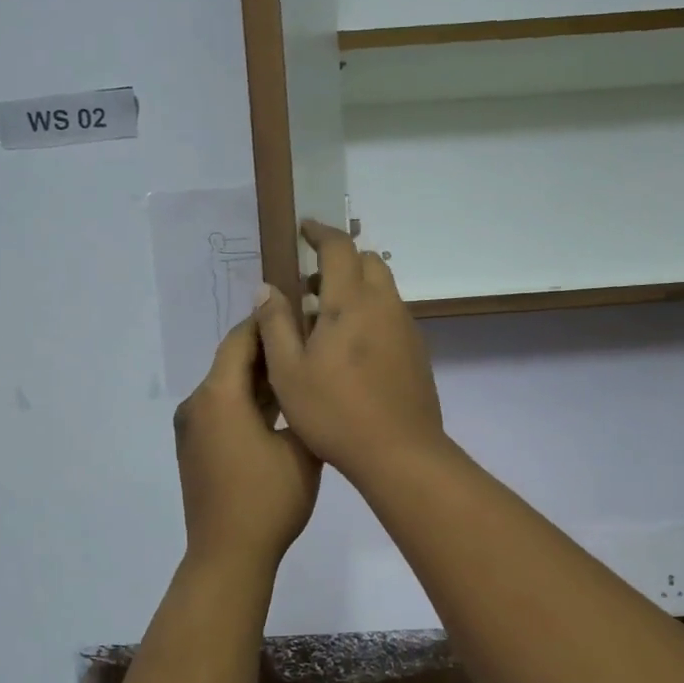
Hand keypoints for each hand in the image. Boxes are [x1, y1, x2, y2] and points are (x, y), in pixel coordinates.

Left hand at [174, 316, 321, 570]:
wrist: (228, 555)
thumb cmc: (269, 499)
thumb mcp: (302, 448)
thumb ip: (302, 403)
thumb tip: (306, 376)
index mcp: (219, 395)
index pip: (241, 339)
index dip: (269, 321)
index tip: (300, 309)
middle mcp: (197, 404)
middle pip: (232, 362)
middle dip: (268, 349)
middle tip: (308, 339)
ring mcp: (192, 428)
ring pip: (228, 388)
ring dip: (258, 378)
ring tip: (300, 370)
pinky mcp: (195, 449)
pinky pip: (222, 411)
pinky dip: (247, 402)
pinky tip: (279, 406)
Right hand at [253, 220, 444, 483]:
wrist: (399, 452)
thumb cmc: (334, 412)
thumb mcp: (288, 371)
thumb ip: (275, 324)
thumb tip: (267, 288)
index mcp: (351, 303)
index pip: (339, 248)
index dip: (320, 232)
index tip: (303, 230)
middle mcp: (384, 306)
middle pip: (367, 261)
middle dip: (338, 261)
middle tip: (308, 287)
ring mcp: (406, 329)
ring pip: (382, 289)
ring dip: (354, 289)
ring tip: (324, 323)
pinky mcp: (416, 352)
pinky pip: (391, 315)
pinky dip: (370, 313)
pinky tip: (350, 351)